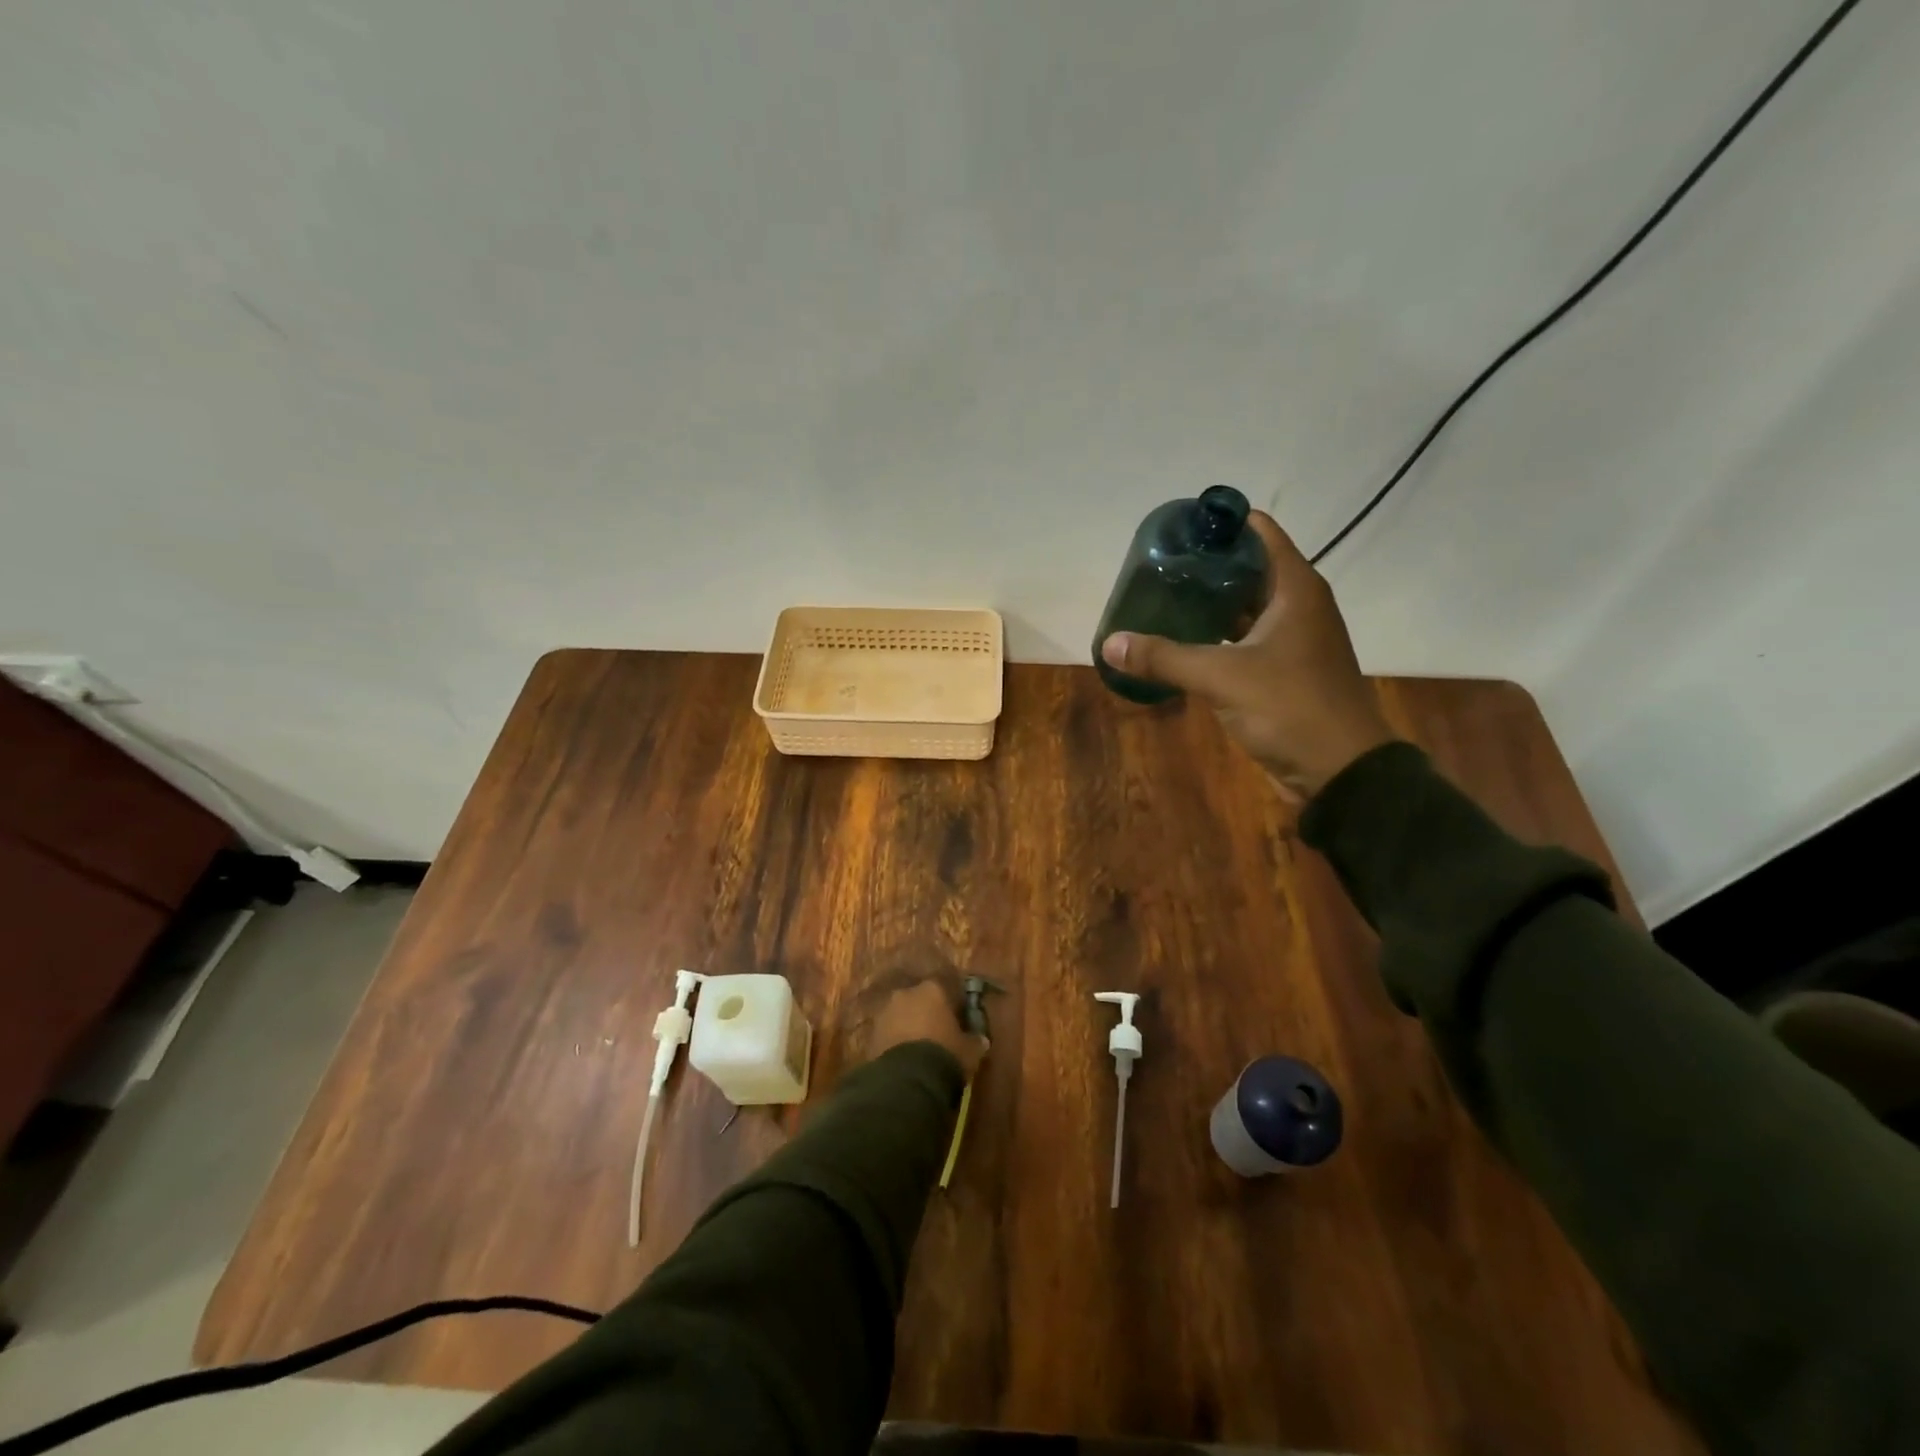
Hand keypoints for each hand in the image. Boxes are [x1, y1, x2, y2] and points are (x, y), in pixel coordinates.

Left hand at [869, 980, 988, 1078]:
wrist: (907, 1079)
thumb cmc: (944, 1055)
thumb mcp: (970, 1050)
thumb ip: (975, 1041)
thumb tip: (981, 1039)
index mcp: (933, 989)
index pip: (946, 989)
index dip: (952, 1006)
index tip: (958, 1021)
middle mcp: (906, 993)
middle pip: (920, 1000)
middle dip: (927, 1014)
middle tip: (936, 1035)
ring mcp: (885, 1011)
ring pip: (901, 1015)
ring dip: (908, 1027)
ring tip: (918, 1050)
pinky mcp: (870, 1033)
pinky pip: (888, 1033)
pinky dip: (895, 1042)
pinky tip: (903, 1059)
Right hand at [1100, 510, 1393, 802]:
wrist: (1340, 771)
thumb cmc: (1290, 708)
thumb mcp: (1223, 678)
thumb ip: (1165, 657)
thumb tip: (1110, 643)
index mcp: (1295, 588)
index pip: (1258, 531)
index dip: (1218, 523)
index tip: (1175, 530)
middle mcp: (1296, 604)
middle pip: (1246, 566)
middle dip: (1204, 564)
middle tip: (1155, 568)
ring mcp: (1291, 638)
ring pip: (1244, 605)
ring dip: (1207, 601)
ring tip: (1160, 598)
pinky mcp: (1282, 669)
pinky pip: (1243, 638)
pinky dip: (1215, 634)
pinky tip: (1180, 639)